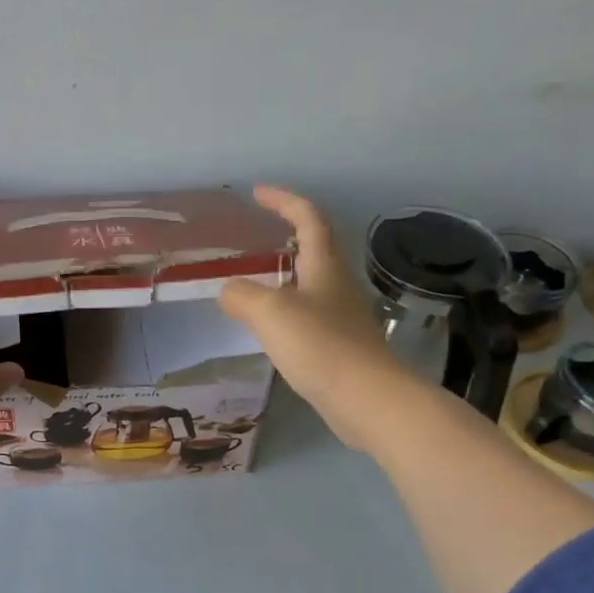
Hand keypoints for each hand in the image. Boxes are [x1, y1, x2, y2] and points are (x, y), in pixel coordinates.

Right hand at [219, 185, 404, 454]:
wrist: (367, 399)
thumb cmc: (320, 346)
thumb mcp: (270, 313)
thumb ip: (241, 295)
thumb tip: (226, 290)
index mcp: (325, 265)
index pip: (308, 218)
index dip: (284, 200)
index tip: (258, 193)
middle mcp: (337, 284)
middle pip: (315, 247)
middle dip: (287, 234)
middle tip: (255, 237)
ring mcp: (342, 316)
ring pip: (311, 282)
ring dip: (284, 274)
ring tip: (253, 281)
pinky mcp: (340, 345)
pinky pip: (308, 314)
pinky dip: (285, 309)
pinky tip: (269, 326)